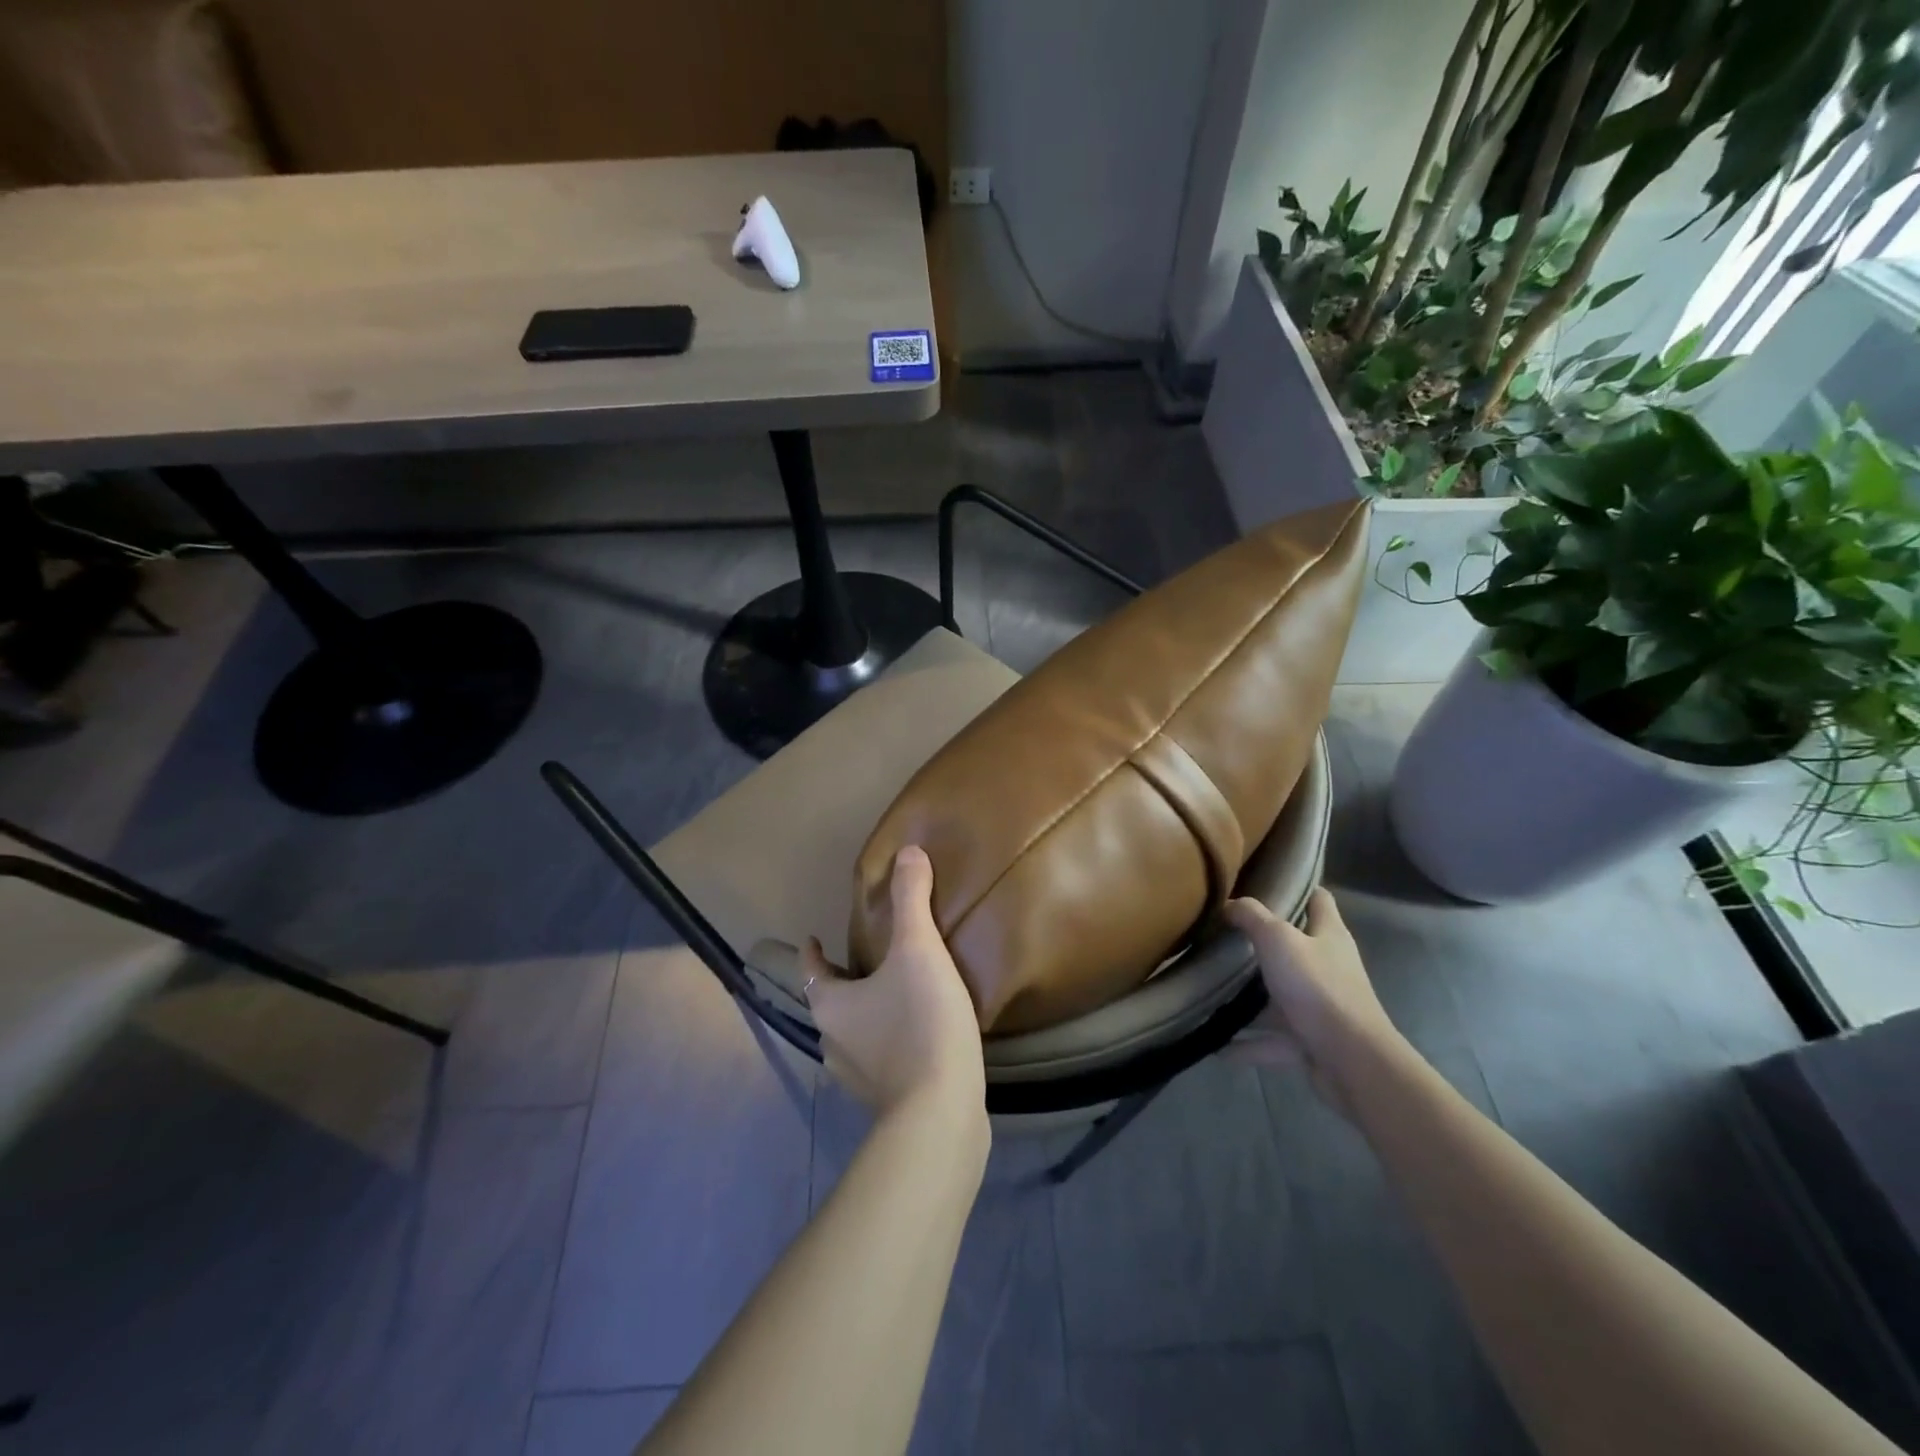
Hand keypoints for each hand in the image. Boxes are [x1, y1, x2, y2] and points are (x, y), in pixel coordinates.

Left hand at [803, 847, 986, 1121]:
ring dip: (867, 1014)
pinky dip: (889, 1043)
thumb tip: (908, 852)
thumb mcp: (918, 950)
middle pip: (831, 1003)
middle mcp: (833, 1043)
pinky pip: (880, 1060)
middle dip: (843, 982)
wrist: (941, 1114)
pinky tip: (917, 1037)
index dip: (812, 953)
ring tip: (893, 995)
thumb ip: (912, 900)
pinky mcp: (886, 1102)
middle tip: (866, 961)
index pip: (811, 971)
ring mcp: (857, 1079)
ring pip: (854, 1035)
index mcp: (831, 1006)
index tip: (814, 938)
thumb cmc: (920, 1023)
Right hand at [1225, 887, 1403, 1112]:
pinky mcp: (1311, 1041)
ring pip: (1280, 997)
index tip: (1266, 883)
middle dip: (1263, 945)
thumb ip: (1252, 917)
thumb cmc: (1317, 988)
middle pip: (1296, 949)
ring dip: (1251, 999)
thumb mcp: (1278, 940)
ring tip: (1212, 992)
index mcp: (1329, 935)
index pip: (1319, 900)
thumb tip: (1230, 903)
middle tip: (1224, 936)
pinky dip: (1247, 1044)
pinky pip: (1272, 1040)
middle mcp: (1329, 967)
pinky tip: (1217, 1047)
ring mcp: (1321, 1006)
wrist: (1352, 1061)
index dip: (1298, 888)